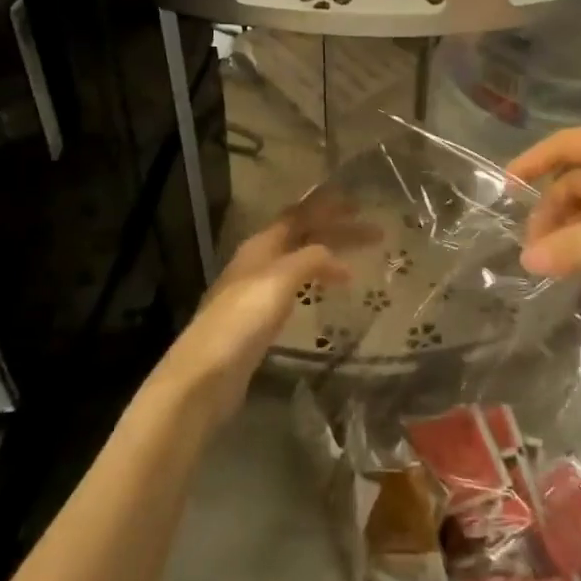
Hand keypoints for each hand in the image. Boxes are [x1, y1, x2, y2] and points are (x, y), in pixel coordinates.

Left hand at [148, 207, 351, 424]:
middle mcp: (257, 262)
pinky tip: (326, 295)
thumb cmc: (242, 320)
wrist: (206, 375)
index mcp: (260, 246)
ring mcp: (256, 291)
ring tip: (356, 264)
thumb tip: (337, 258)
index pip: (298, 215)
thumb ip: (310, 259)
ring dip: (327, 257)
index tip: (359, 204)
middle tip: (374, 234)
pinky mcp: (258, 320)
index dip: (327, 207)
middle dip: (336, 231)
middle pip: (301, 237)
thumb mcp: (279, 280)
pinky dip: (316, 282)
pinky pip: (294, 288)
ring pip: (299, 262)